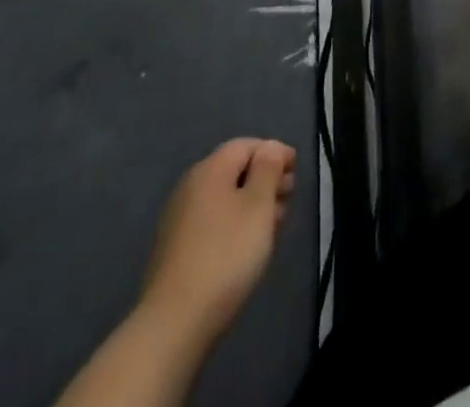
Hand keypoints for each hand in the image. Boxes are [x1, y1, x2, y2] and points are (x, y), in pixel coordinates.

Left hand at [139, 138, 296, 348]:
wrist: (173, 324)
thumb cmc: (225, 255)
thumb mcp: (258, 205)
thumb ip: (268, 169)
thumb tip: (270, 149)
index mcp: (209, 170)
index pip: (247, 145)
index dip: (274, 153)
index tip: (296, 172)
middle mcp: (190, 187)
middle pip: (234, 171)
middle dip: (264, 180)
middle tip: (288, 199)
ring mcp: (178, 220)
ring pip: (224, 199)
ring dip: (251, 204)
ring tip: (273, 226)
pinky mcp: (175, 251)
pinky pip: (212, 223)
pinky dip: (234, 224)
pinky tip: (246, 247)